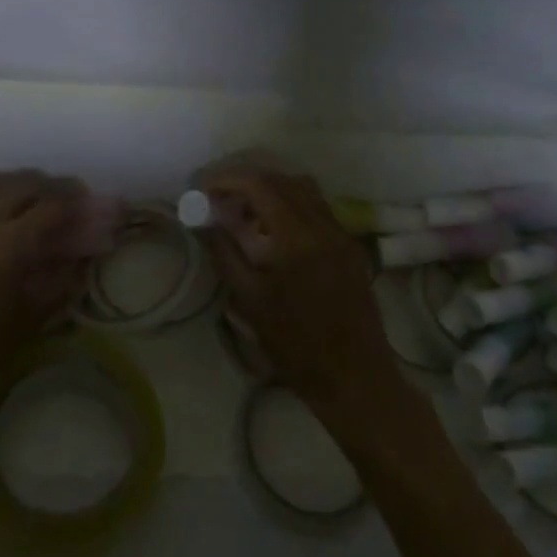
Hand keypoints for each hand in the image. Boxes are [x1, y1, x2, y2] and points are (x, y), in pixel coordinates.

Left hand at [0, 170, 88, 392]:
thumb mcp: (31, 318)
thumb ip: (61, 279)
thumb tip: (82, 255)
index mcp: (9, 244)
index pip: (53, 204)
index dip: (77, 200)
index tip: (92, 203)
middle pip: (24, 183)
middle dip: (51, 187)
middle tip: (69, 199)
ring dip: (22, 188)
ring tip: (37, 204)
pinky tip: (0, 220)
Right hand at [203, 167, 408, 428]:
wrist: (353, 377)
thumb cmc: (295, 344)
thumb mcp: (249, 300)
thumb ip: (224, 253)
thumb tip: (203, 222)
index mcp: (297, 237)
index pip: (260, 185)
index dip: (229, 179)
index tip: (205, 188)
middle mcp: (324, 225)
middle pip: (283, 180)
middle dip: (248, 181)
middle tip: (220, 198)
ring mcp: (342, 234)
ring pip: (304, 190)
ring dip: (272, 190)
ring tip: (246, 211)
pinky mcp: (351, 247)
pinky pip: (319, 209)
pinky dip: (292, 205)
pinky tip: (275, 230)